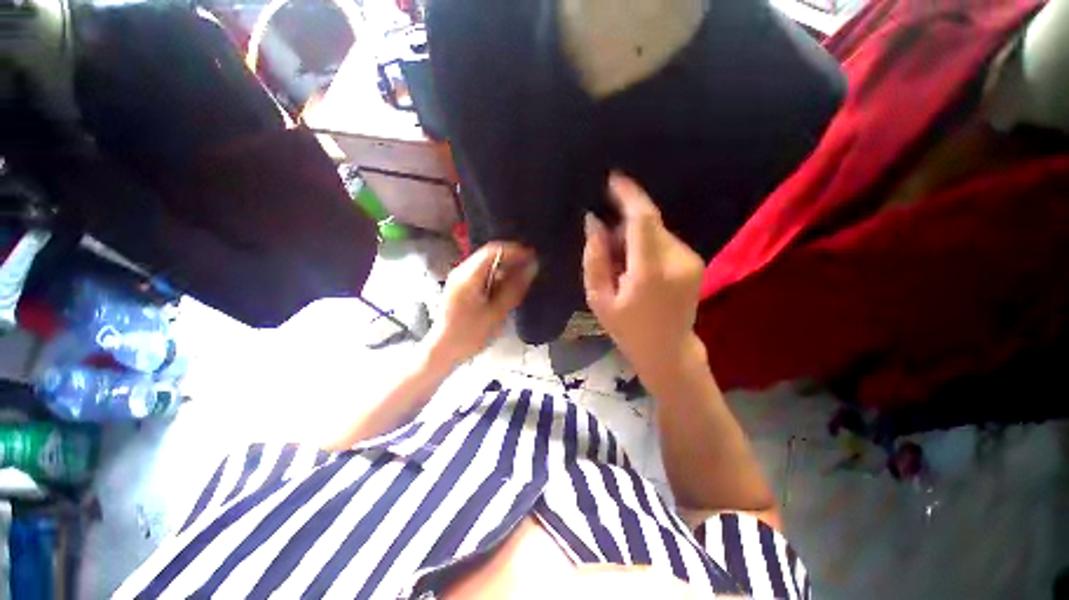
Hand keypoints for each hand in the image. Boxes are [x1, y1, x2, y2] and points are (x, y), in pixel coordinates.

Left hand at [427, 242, 537, 366]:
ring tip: (522, 278)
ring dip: (505, 268)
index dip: (515, 251)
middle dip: (511, 259)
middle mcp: (461, 271)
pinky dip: (496, 277)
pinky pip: (481, 274)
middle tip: (531, 268)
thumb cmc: (470, 334)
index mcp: (468, 276)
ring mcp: (459, 278)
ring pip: (486, 264)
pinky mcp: (460, 287)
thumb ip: (515, 287)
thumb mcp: (497, 312)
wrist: (443, 351)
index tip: (533, 256)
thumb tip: (532, 267)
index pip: (494, 250)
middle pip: (489, 255)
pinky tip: (507, 287)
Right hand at [582, 173, 706, 382]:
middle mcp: (677, 258)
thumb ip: (594, 257)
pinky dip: (646, 245)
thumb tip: (593, 221)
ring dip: (634, 237)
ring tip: (620, 265)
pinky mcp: (694, 262)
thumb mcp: (599, 298)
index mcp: (651, 270)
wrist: (668, 351)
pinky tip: (637, 269)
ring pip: (656, 231)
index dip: (628, 195)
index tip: (613, 179)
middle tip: (605, 246)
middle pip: (648, 223)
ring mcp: (690, 259)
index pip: (642, 219)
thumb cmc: (627, 329)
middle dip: (623, 224)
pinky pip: (665, 241)